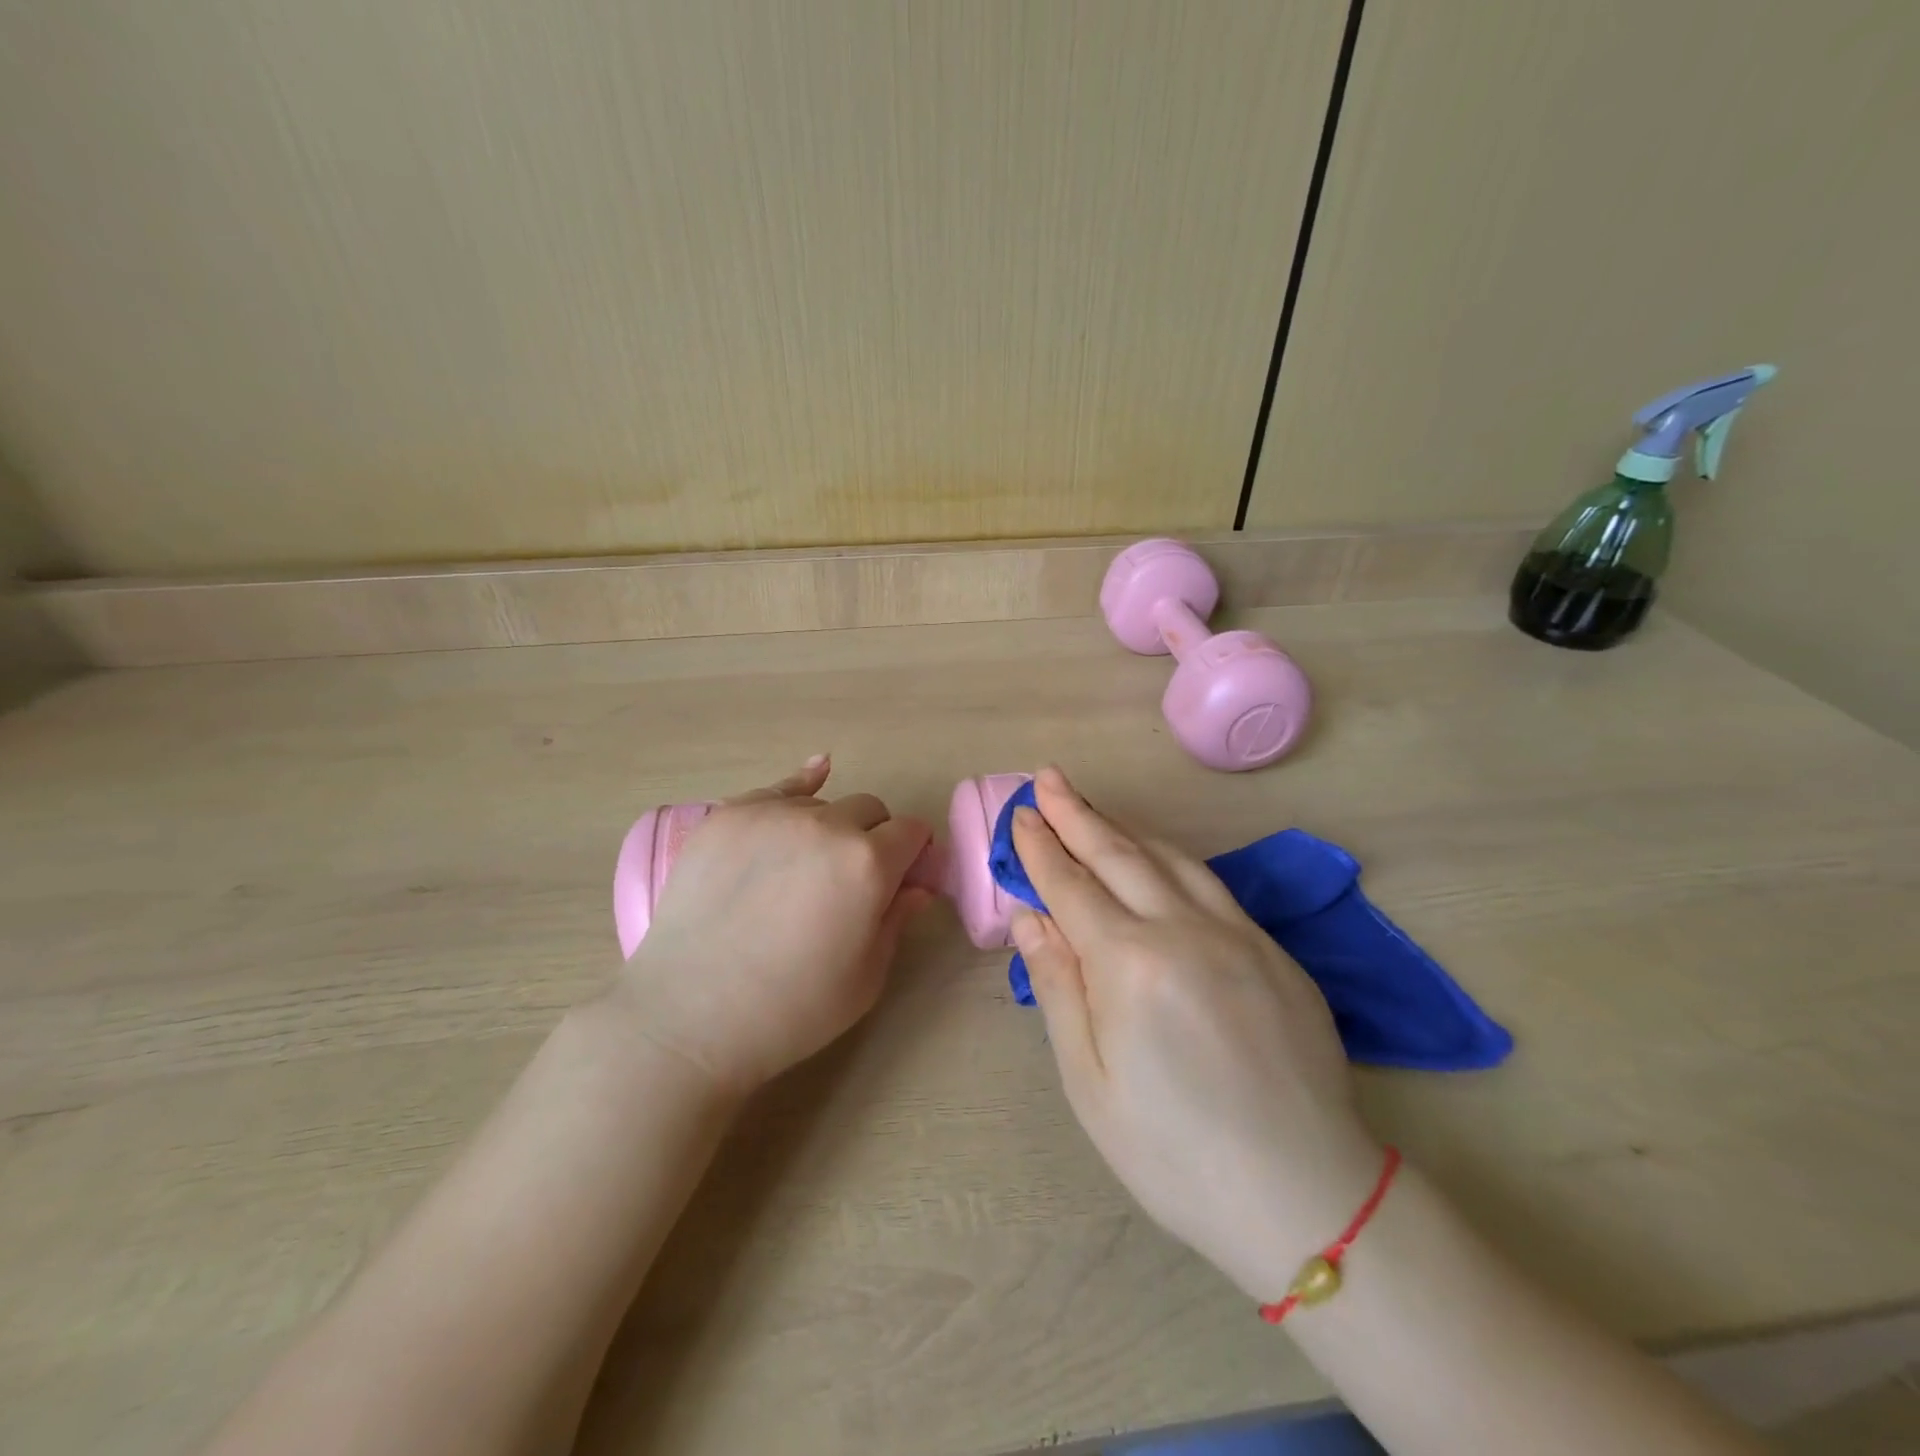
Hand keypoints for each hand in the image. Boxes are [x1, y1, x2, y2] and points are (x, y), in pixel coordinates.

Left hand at [614, 756, 932, 1093]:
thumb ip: (896, 920)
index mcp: (868, 863)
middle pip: (870, 809)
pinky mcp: (727, 816)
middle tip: (853, 880)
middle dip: (875, 836)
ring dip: (829, 827)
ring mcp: (771, 814)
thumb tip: (916, 886)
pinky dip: (799, 786)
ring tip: (805, 868)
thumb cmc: (791, 1010)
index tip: (903, 877)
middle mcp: (826, 824)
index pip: (912, 832)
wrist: (689, 1017)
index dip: (914, 854)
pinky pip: (776, 788)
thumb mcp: (865, 978)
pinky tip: (815, 774)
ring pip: (822, 803)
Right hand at [1010, 766, 1383, 1302]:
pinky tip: (1155, 856)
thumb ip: (1059, 988)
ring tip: (1091, 807)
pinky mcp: (1272, 949)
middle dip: (1076, 813)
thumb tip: (1031, 919)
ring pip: (1167, 857)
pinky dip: (1169, 857)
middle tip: (1048, 779)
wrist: (1306, 1196)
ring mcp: (1236, 933)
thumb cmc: (1175, 1153)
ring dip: (1123, 826)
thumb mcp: (1090, 1083)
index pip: (1071, 886)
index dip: (1041, 848)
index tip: (1021, 815)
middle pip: (1118, 853)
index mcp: (1131, 964)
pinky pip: (1209, 883)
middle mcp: (1184, 929)